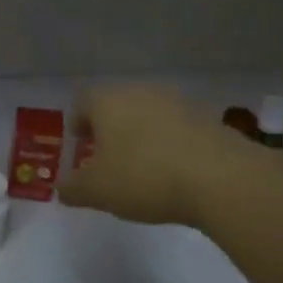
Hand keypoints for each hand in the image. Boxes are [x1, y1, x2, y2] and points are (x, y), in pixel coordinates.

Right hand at [58, 85, 264, 226]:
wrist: (220, 178)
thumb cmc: (144, 177)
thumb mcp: (96, 191)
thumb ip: (73, 188)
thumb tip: (62, 188)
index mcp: (108, 101)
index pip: (82, 101)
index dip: (77, 121)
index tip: (78, 143)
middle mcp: (141, 91)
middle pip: (116, 104)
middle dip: (108, 128)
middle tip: (105, 156)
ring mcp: (177, 102)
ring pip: (148, 113)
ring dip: (140, 134)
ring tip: (140, 165)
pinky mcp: (207, 118)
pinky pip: (176, 127)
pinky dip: (168, 143)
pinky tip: (172, 170)